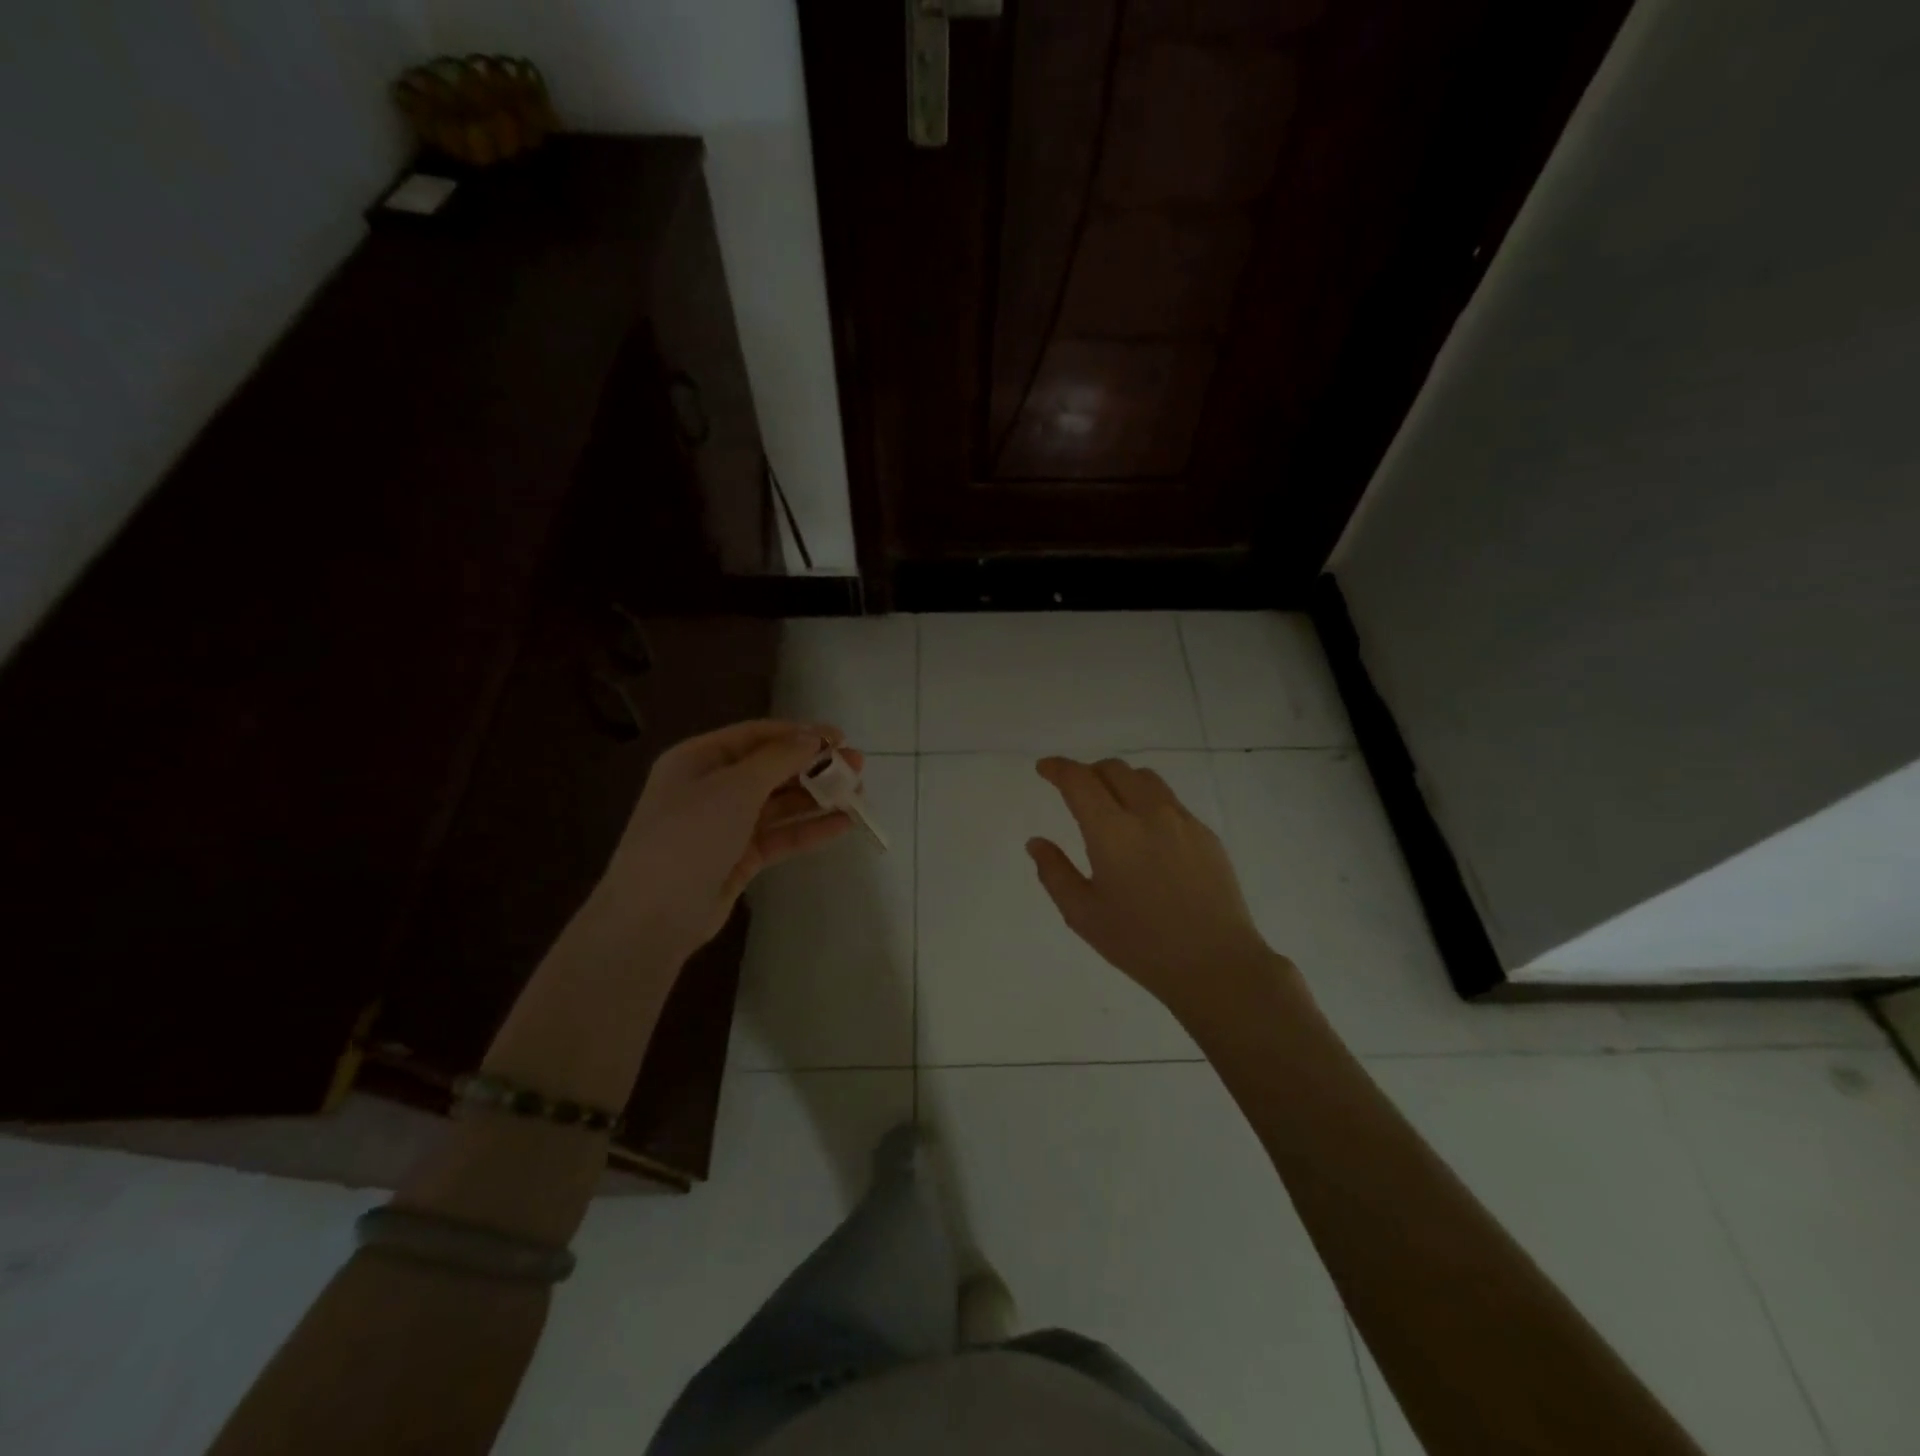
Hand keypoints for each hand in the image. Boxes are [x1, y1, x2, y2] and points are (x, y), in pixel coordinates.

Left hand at [597, 720, 861, 963]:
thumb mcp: (735, 787)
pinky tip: (844, 824)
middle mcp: (710, 787)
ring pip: (779, 803)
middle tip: (857, 766)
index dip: (799, 734)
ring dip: (817, 797)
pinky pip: (780, 835)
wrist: (654, 915)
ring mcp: (725, 825)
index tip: (840, 738)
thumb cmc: (690, 835)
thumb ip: (779, 759)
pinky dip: (809, 828)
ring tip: (858, 793)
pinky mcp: (739, 858)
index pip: (756, 736)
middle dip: (813, 766)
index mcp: (698, 759)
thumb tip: (812, 737)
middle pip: (770, 769)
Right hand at [1027, 756, 1294, 1027]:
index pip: (1079, 780)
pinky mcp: (1206, 834)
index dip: (1057, 768)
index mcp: (1112, 832)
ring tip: (1111, 804)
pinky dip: (1147, 801)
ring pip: (1145, 779)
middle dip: (1088, 772)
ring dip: (1120, 780)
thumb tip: (1037, 842)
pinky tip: (1146, 833)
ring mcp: (1182, 821)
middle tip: (1075, 791)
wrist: (1215, 963)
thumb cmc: (1140, 944)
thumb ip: (1054, 872)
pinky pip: (1170, 801)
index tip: (1044, 769)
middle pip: (1114, 769)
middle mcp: (1148, 814)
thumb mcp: (1083, 915)